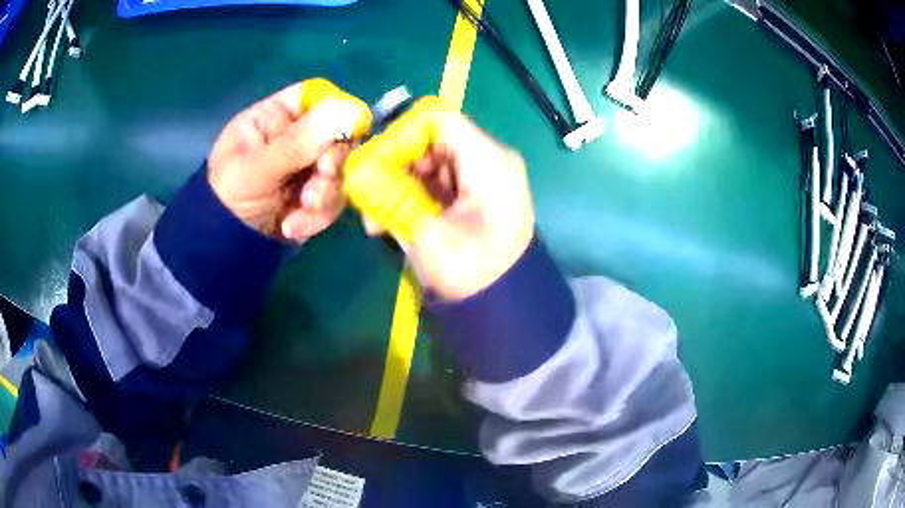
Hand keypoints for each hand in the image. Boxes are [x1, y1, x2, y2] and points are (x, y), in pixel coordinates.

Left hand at [207, 79, 370, 239]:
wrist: (224, 248)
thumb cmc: (228, 198)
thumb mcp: (256, 169)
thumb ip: (297, 143)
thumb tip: (345, 111)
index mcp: (274, 117)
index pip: (315, 96)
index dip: (336, 109)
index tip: (346, 130)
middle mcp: (295, 137)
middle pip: (336, 135)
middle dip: (331, 164)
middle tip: (320, 180)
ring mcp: (307, 167)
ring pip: (340, 171)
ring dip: (325, 195)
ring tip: (301, 212)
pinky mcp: (315, 196)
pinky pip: (334, 199)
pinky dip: (319, 216)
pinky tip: (293, 227)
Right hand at [356, 102, 535, 299]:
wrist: (503, 306)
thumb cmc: (471, 273)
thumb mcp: (426, 235)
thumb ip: (389, 197)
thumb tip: (356, 172)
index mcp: (488, 161)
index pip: (438, 120)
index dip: (401, 134)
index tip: (375, 163)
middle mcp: (489, 160)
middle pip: (431, 139)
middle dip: (395, 164)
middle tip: (367, 195)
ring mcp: (483, 176)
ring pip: (430, 161)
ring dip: (398, 183)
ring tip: (375, 218)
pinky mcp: (475, 193)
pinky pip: (437, 181)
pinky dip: (412, 194)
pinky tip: (391, 220)